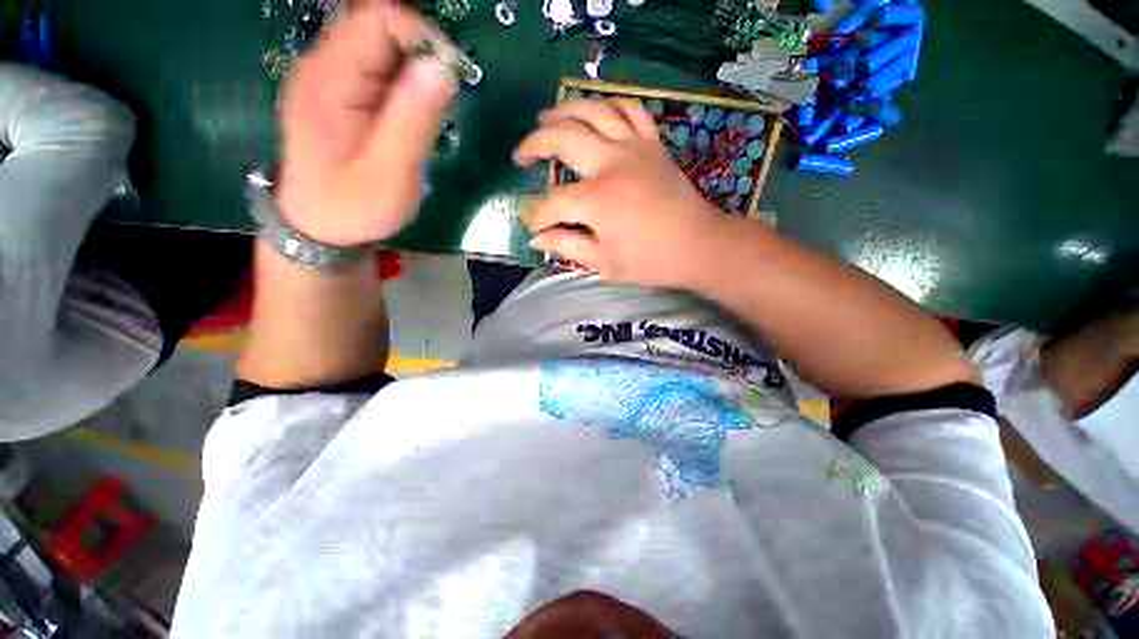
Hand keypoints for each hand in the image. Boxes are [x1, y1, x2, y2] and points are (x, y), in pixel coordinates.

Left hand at [276, 2, 457, 246]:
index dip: (421, 36)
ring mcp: (332, 78)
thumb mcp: (390, 173)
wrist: (320, 227)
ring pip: (382, 47)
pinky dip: (406, 83)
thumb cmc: (353, 207)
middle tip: (443, 100)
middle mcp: (325, 66)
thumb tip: (442, 68)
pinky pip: (380, 69)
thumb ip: (414, 120)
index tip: (451, 75)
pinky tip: (413, 115)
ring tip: (429, 114)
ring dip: (415, 71)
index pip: (378, 20)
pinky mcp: (343, 93)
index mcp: (329, 80)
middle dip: (421, 54)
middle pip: (379, 27)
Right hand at [514, 98, 726, 288]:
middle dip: (535, 144)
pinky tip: (597, 113)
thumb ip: (566, 245)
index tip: (532, 224)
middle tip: (521, 156)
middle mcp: (611, 164)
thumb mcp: (603, 262)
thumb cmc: (650, 261)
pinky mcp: (652, 145)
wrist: (699, 246)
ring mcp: (634, 148)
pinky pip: (630, 110)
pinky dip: (609, 106)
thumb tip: (536, 237)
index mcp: (597, 200)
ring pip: (593, 111)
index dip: (538, 215)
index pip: (553, 202)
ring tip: (547, 118)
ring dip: (565, 111)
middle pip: (563, 138)